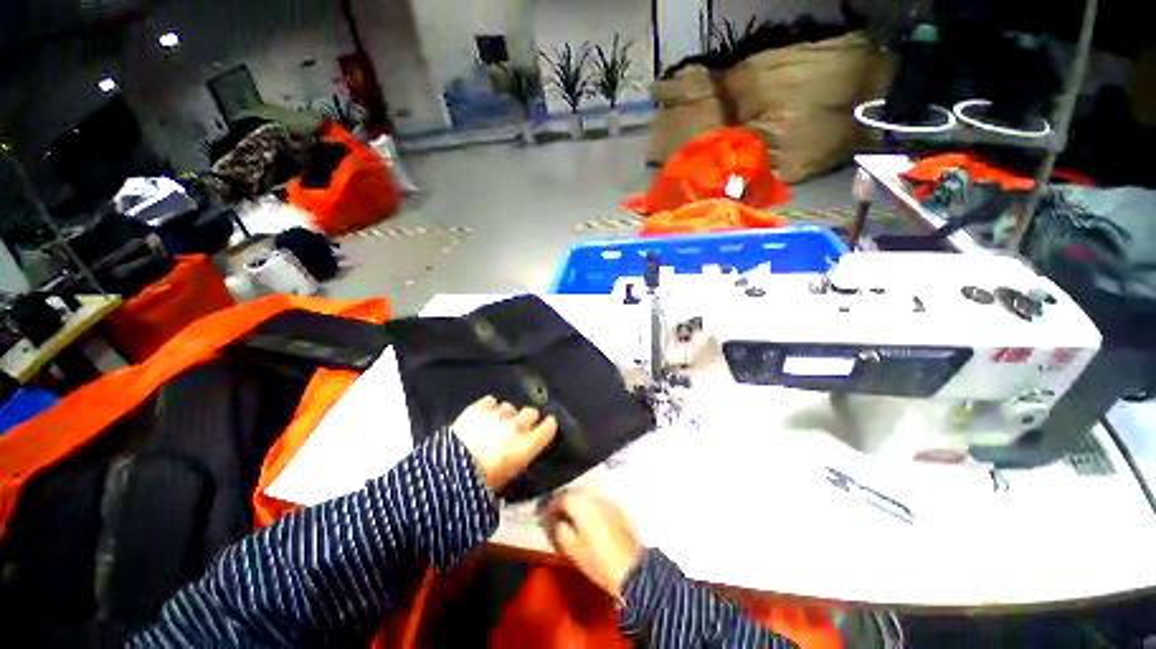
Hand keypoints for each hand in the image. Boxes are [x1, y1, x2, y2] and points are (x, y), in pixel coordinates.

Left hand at [452, 395, 557, 490]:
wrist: (446, 476)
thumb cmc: (479, 486)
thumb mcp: (507, 478)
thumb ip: (519, 459)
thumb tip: (520, 452)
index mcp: (526, 446)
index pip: (548, 427)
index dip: (548, 425)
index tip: (547, 425)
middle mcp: (516, 427)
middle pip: (531, 412)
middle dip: (528, 418)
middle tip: (520, 427)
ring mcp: (496, 416)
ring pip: (510, 407)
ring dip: (506, 414)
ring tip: (497, 423)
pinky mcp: (478, 409)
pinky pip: (490, 401)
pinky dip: (489, 407)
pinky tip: (485, 415)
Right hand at [542, 491, 643, 599]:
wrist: (632, 568)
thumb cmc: (598, 561)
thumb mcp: (572, 549)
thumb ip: (558, 530)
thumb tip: (553, 519)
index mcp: (581, 504)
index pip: (561, 497)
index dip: (550, 505)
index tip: (542, 516)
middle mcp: (593, 496)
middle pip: (573, 492)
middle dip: (562, 501)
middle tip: (554, 514)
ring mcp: (606, 501)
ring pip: (585, 496)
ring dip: (575, 503)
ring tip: (568, 517)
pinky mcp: (616, 508)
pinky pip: (596, 502)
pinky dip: (587, 506)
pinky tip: (585, 519)